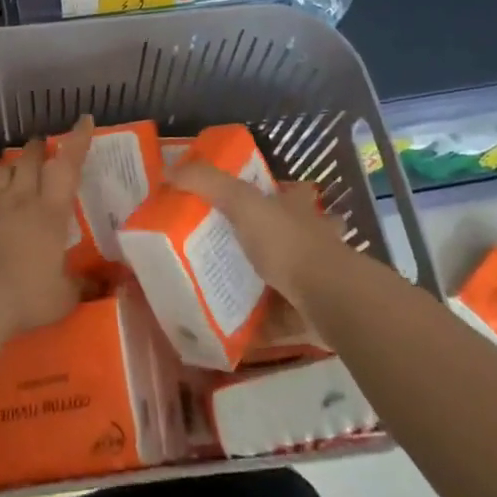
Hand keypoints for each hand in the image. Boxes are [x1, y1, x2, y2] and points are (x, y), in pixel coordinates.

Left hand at [0, 117, 91, 336]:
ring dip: (10, 164)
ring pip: (1, 170)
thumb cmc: (23, 297)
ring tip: (12, 165)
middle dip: (38, 148)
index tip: (83, 120)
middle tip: (42, 145)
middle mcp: (20, 198)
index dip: (77, 141)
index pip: (68, 167)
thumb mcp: (62, 298)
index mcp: (50, 213)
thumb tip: (105, 284)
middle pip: (30, 160)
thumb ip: (81, 285)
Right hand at [168, 162, 351, 309]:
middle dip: (271, 241)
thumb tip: (168, 169)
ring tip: (226, 287)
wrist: (328, 299)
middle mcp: (311, 239)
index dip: (279, 192)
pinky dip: (261, 323)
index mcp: (297, 209)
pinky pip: (280, 317)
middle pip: (293, 235)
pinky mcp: (309, 313)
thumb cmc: (288, 242)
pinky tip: (235, 327)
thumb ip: (207, 183)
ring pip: (289, 276)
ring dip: (265, 282)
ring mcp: (314, 278)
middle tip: (232, 248)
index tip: (254, 198)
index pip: (291, 192)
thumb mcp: (242, 202)